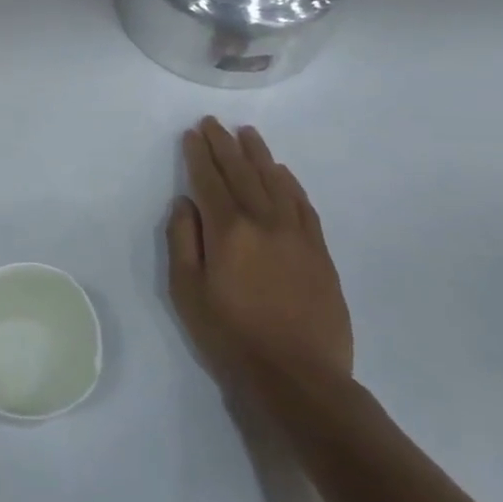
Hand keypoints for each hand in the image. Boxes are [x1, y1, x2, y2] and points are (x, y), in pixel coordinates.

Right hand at [166, 119, 352, 390]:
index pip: (210, 180)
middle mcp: (264, 222)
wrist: (299, 378)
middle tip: (213, 123)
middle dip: (225, 145)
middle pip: (242, 173)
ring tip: (248, 133)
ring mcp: (297, 235)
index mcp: (228, 231)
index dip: (199, 155)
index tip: (192, 133)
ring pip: (276, 182)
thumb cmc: (231, 337)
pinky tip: (282, 172)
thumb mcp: (187, 292)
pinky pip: (304, 205)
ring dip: (259, 155)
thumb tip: (185, 203)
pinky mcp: (320, 252)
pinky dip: (291, 184)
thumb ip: (183, 241)